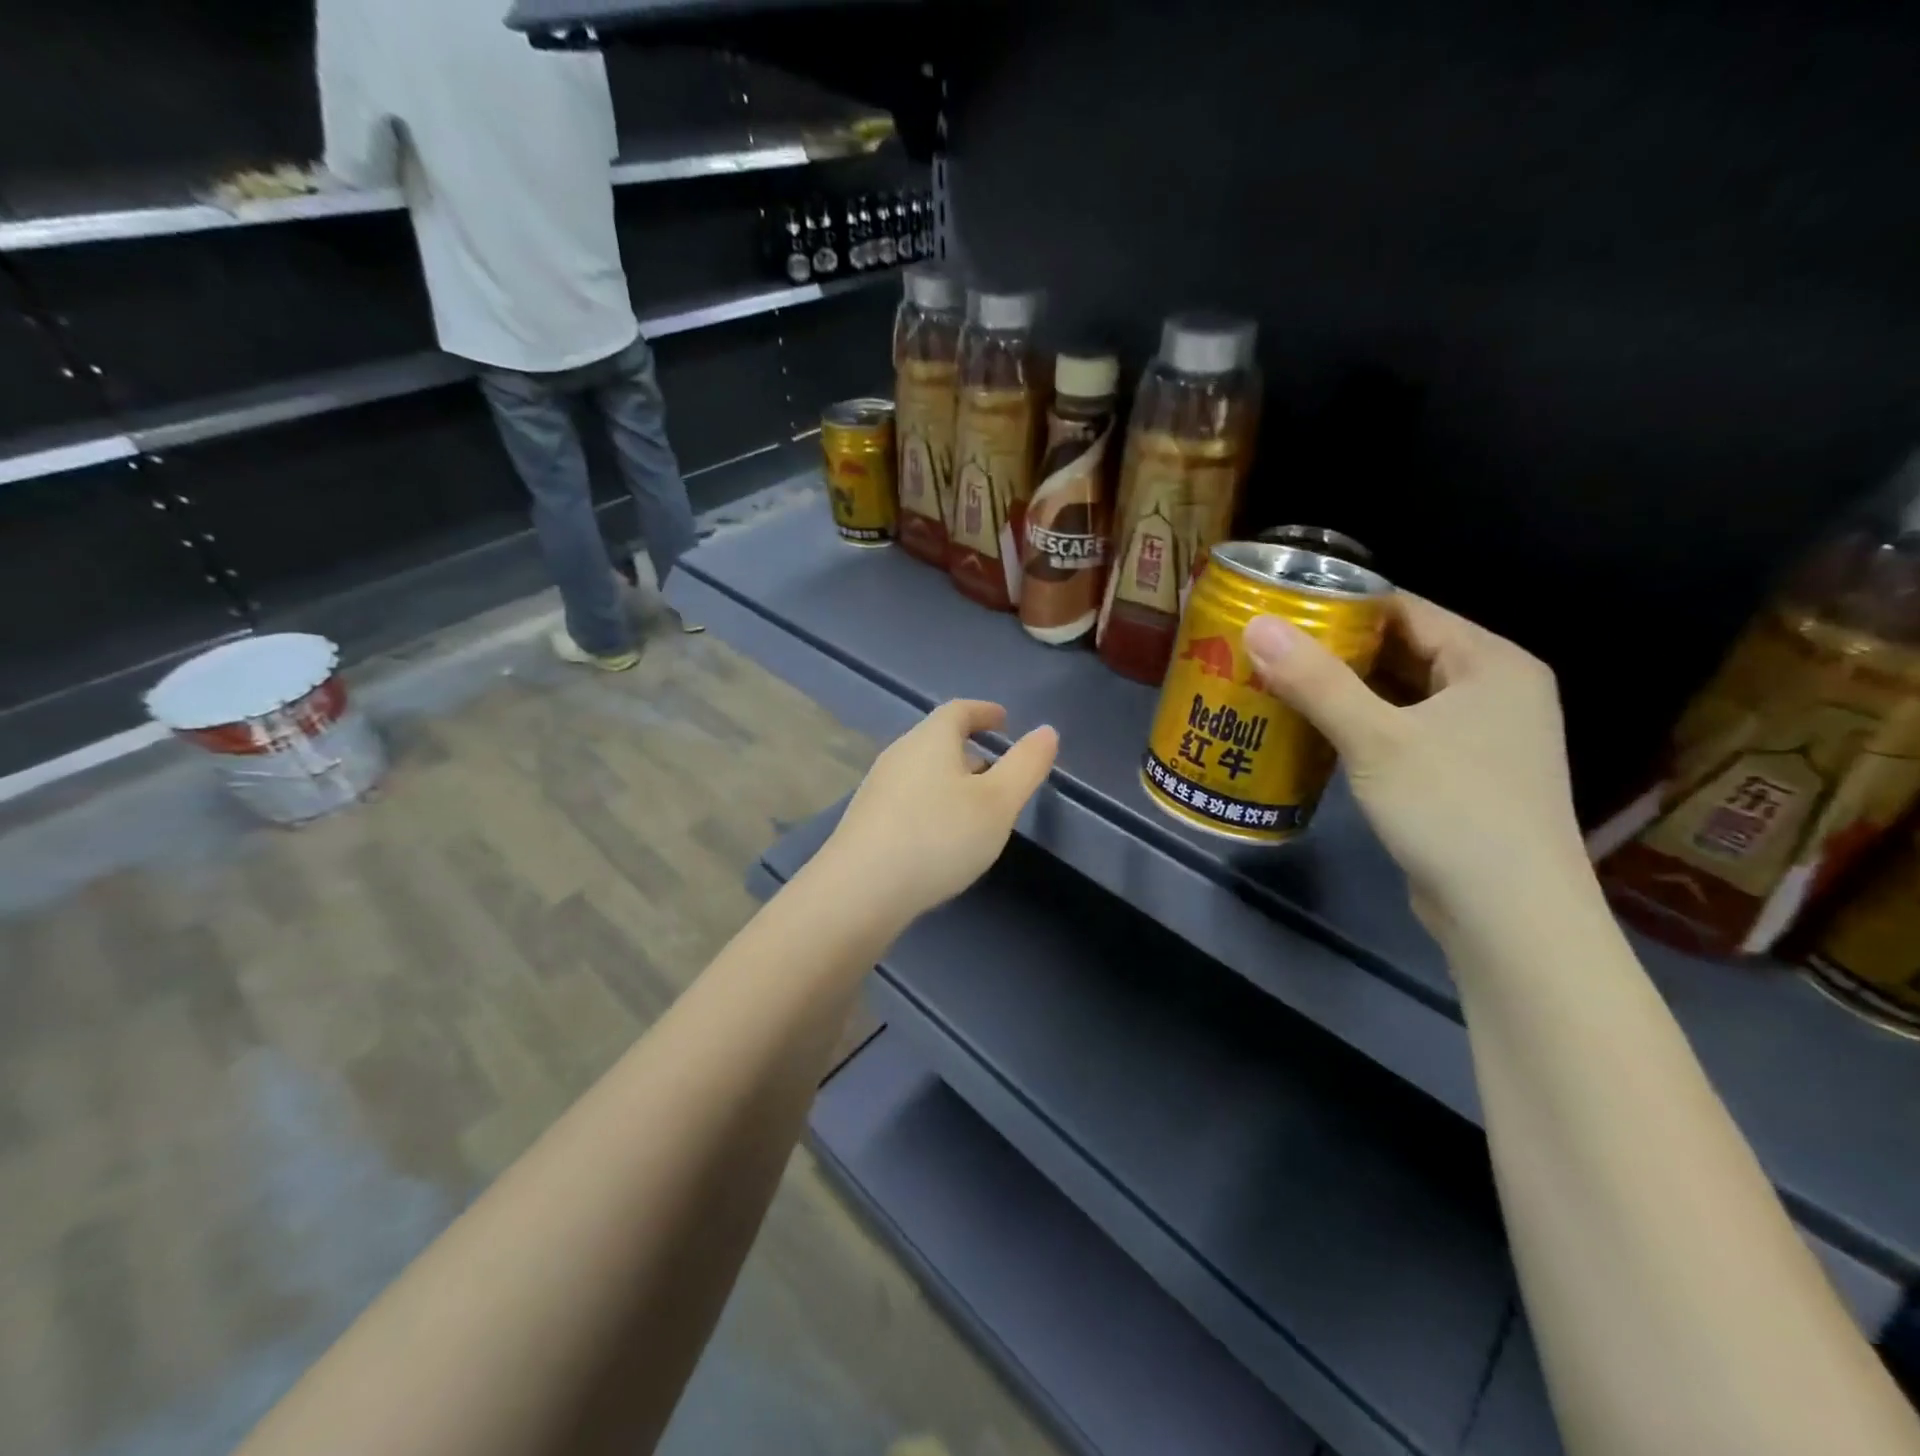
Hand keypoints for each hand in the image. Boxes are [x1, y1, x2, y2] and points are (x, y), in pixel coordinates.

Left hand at [817, 700, 1058, 920]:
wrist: (859, 890)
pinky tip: (941, 835)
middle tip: (997, 768)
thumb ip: (1026, 766)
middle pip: (937, 739)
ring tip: (974, 805)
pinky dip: (932, 802)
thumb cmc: (938, 837)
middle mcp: (899, 754)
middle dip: (969, 748)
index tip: (1004, 720)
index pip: (958, 710)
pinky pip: (908, 797)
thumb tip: (1046, 731)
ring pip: (922, 771)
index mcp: (930, 739)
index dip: (984, 712)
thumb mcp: (998, 803)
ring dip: (950, 778)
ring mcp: (878, 788)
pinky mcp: (866, 820)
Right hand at [1244, 594, 1588, 931]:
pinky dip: (1361, 725)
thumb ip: (1315, 680)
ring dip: (1344, 691)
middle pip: (1403, 650)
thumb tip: (1256, 625)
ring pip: (1401, 694)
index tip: (1281, 610)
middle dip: (1336, 650)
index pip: (1407, 609)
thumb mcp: (1375, 739)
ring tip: (1278, 683)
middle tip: (1268, 649)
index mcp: (1491, 662)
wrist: (1510, 915)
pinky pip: (1403, 730)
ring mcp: (1482, 736)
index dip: (1342, 605)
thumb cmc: (1451, 809)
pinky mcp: (1462, 775)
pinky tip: (1314, 731)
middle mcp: (1495, 689)